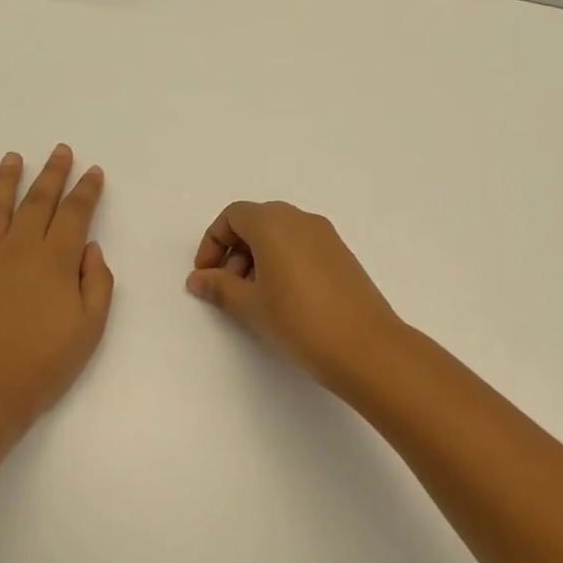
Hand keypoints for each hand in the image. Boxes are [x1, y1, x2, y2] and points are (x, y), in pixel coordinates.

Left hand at [0, 145, 113, 432]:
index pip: (75, 213)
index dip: (86, 190)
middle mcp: (18, 248)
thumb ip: (96, 283)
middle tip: (60, 151)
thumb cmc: (42, 365)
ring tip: (13, 158)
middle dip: (52, 173)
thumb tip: (89, 248)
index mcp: (56, 260)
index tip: (93, 172)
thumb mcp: (89, 329)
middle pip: (38, 201)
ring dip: (6, 180)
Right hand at [186, 200, 405, 386]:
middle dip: (235, 250)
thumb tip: (198, 278)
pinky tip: (284, 299)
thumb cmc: (298, 321)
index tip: (206, 275)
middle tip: (229, 288)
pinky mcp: (342, 255)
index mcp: (274, 223)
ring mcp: (326, 236)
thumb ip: (219, 287)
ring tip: (255, 297)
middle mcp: (301, 220)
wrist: (365, 346)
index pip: (233, 216)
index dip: (213, 242)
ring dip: (258, 257)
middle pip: (257, 221)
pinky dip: (283, 261)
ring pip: (281, 234)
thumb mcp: (250, 306)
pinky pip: (302, 246)